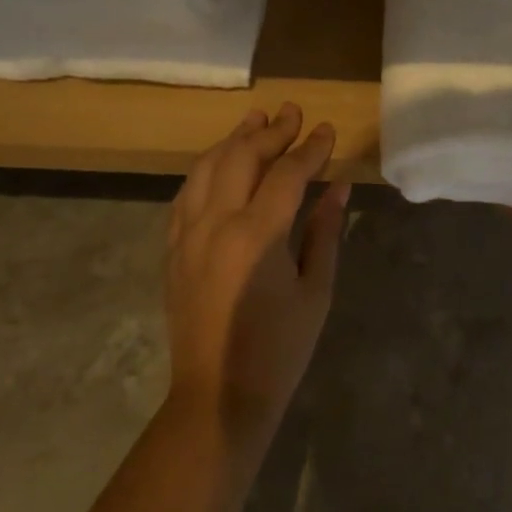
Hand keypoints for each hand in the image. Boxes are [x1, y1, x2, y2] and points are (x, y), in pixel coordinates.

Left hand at [166, 102, 349, 447]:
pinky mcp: (172, 249)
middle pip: (242, 157)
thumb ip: (325, 232)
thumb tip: (339, 187)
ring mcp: (187, 235)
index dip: (310, 148)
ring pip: (206, 167)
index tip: (327, 130)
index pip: (287, 173)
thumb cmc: (279, 350)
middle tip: (293, 113)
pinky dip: (206, 168)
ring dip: (233, 139)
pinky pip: (186, 194)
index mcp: (256, 236)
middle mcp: (216, 224)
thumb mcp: (315, 291)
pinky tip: (220, 162)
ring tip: (256, 120)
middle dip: (271, 131)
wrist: (217, 399)